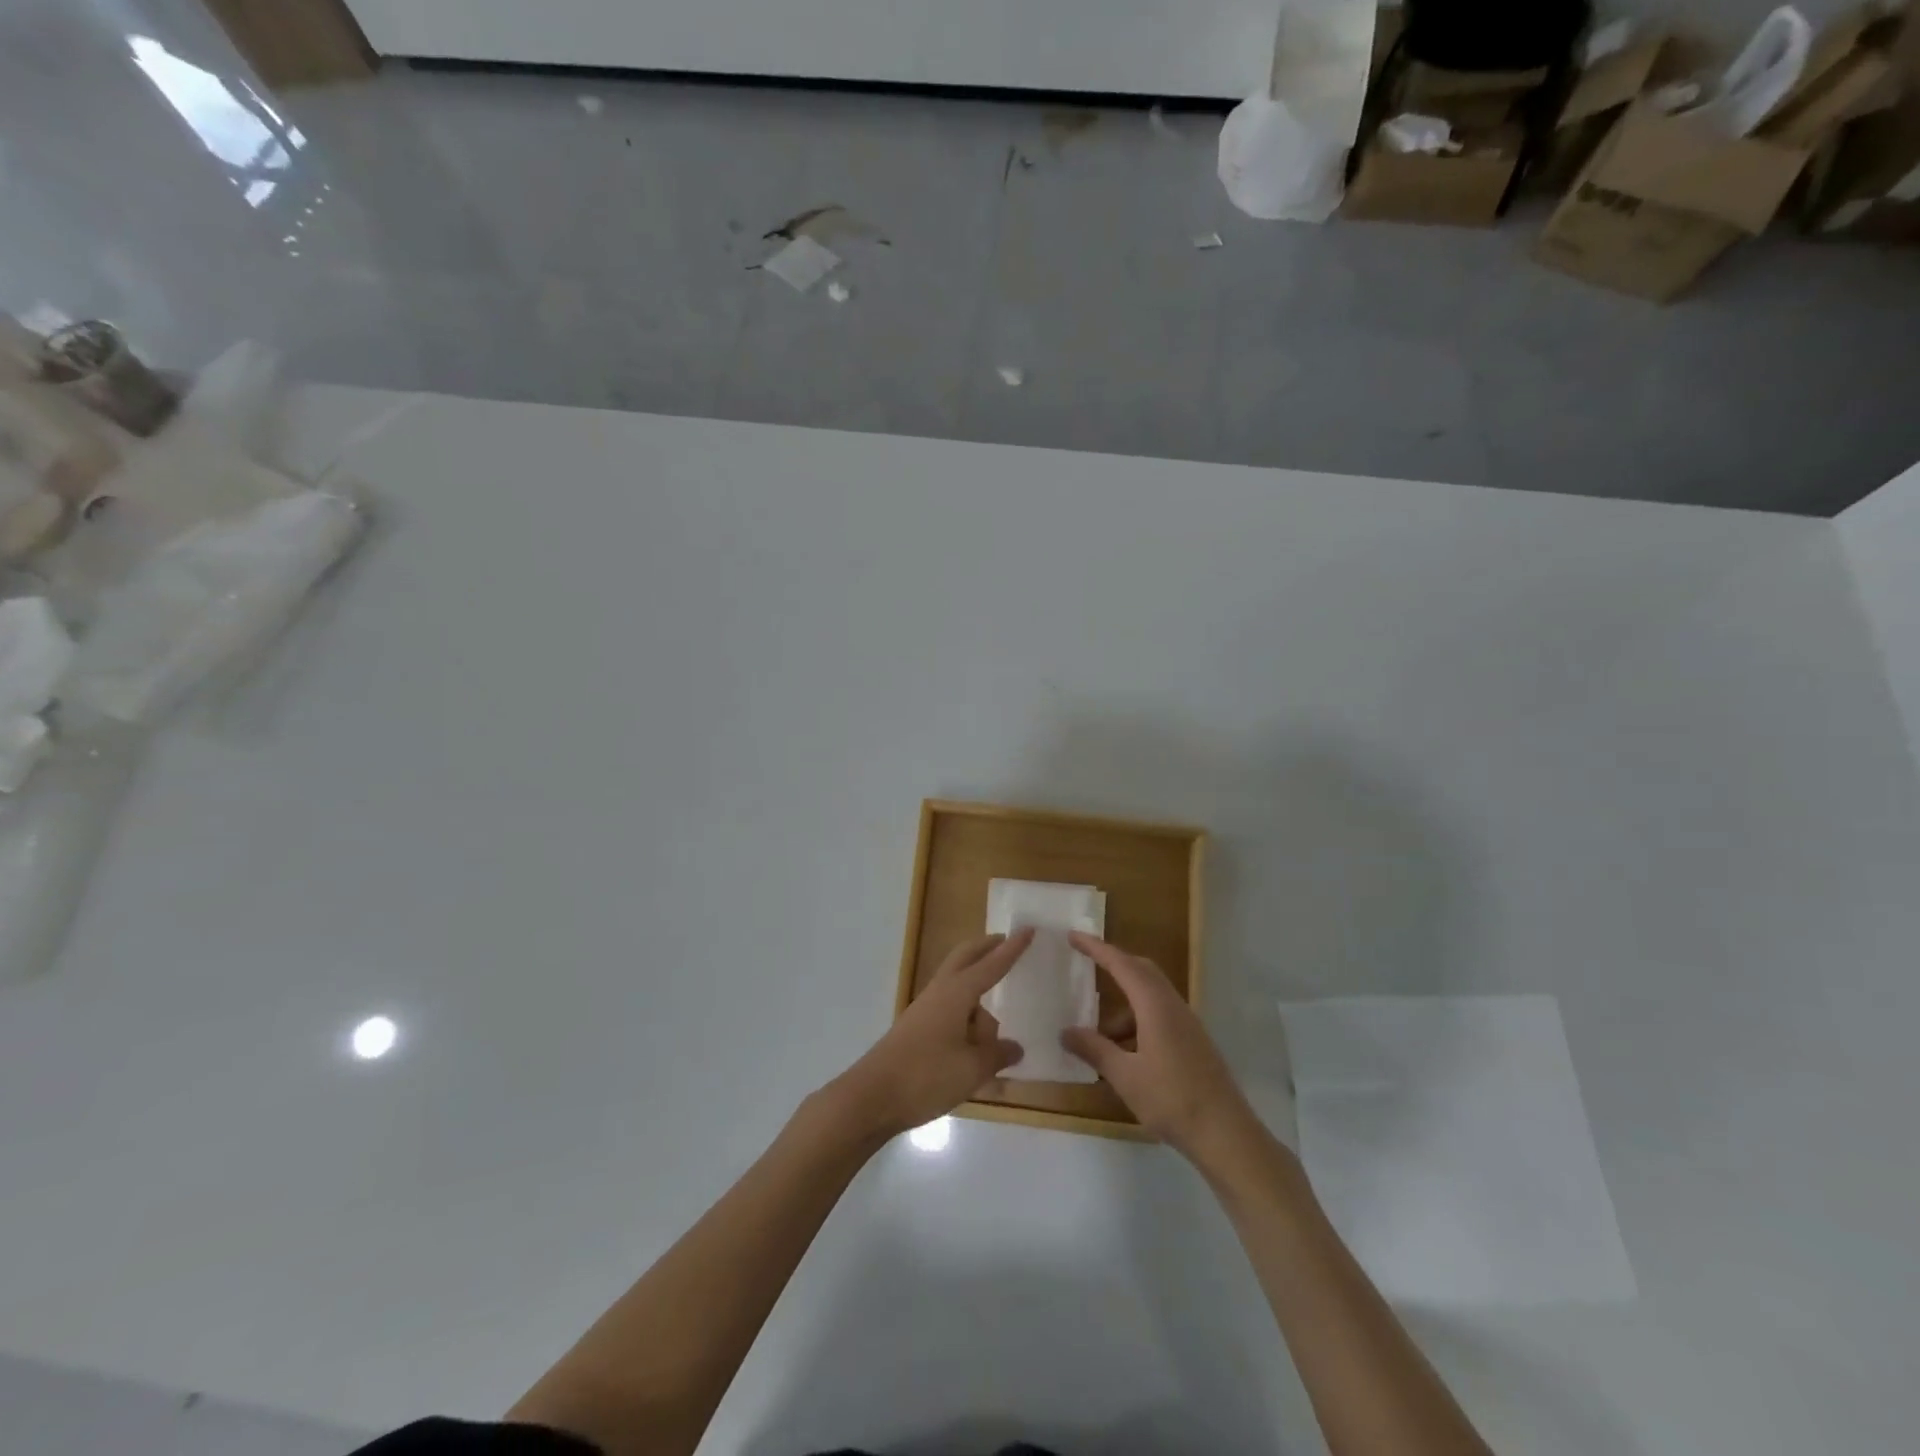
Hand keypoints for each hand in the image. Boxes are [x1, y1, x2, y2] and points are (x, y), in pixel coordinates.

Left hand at [831, 929, 1031, 1138]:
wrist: (872, 1097)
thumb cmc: (926, 1076)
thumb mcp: (971, 1069)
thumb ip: (997, 1055)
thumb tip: (1015, 1047)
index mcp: (957, 993)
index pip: (991, 965)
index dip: (1012, 949)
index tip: (1028, 929)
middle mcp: (940, 993)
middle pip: (965, 958)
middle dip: (986, 950)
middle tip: (1007, 944)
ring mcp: (925, 1010)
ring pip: (958, 990)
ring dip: (979, 1002)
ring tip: (997, 1041)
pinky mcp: (917, 1030)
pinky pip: (950, 1014)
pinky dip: (967, 1022)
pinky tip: (976, 1052)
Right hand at [1062, 933, 1256, 1161]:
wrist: (1226, 1134)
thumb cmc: (1172, 1099)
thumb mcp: (1124, 1076)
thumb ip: (1094, 1050)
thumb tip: (1066, 1032)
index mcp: (1155, 1005)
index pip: (1122, 964)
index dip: (1097, 949)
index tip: (1074, 936)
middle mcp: (1173, 1006)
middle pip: (1141, 971)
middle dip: (1113, 966)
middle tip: (1086, 968)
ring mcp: (1187, 1024)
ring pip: (1150, 997)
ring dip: (1123, 1008)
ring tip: (1098, 1036)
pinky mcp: (1193, 1043)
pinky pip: (1159, 1017)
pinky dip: (1137, 1023)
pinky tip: (1124, 1055)